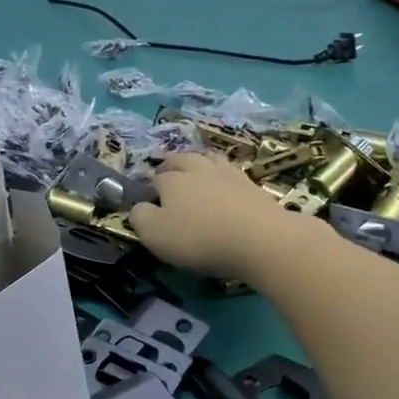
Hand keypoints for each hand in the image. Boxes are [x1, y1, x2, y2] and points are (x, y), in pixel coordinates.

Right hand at [129, 151, 303, 279]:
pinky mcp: (252, 185)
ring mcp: (228, 174)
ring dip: (199, 162)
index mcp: (171, 180)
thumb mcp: (154, 235)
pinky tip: (224, 183)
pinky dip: (223, 175)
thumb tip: (139, 207)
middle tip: (166, 171)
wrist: (259, 239)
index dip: (148, 187)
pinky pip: (231, 173)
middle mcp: (198, 169)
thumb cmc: (198, 238)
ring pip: (209, 159)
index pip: (154, 178)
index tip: (146, 199)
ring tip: (195, 169)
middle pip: (181, 159)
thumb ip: (140, 218)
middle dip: (171, 164)